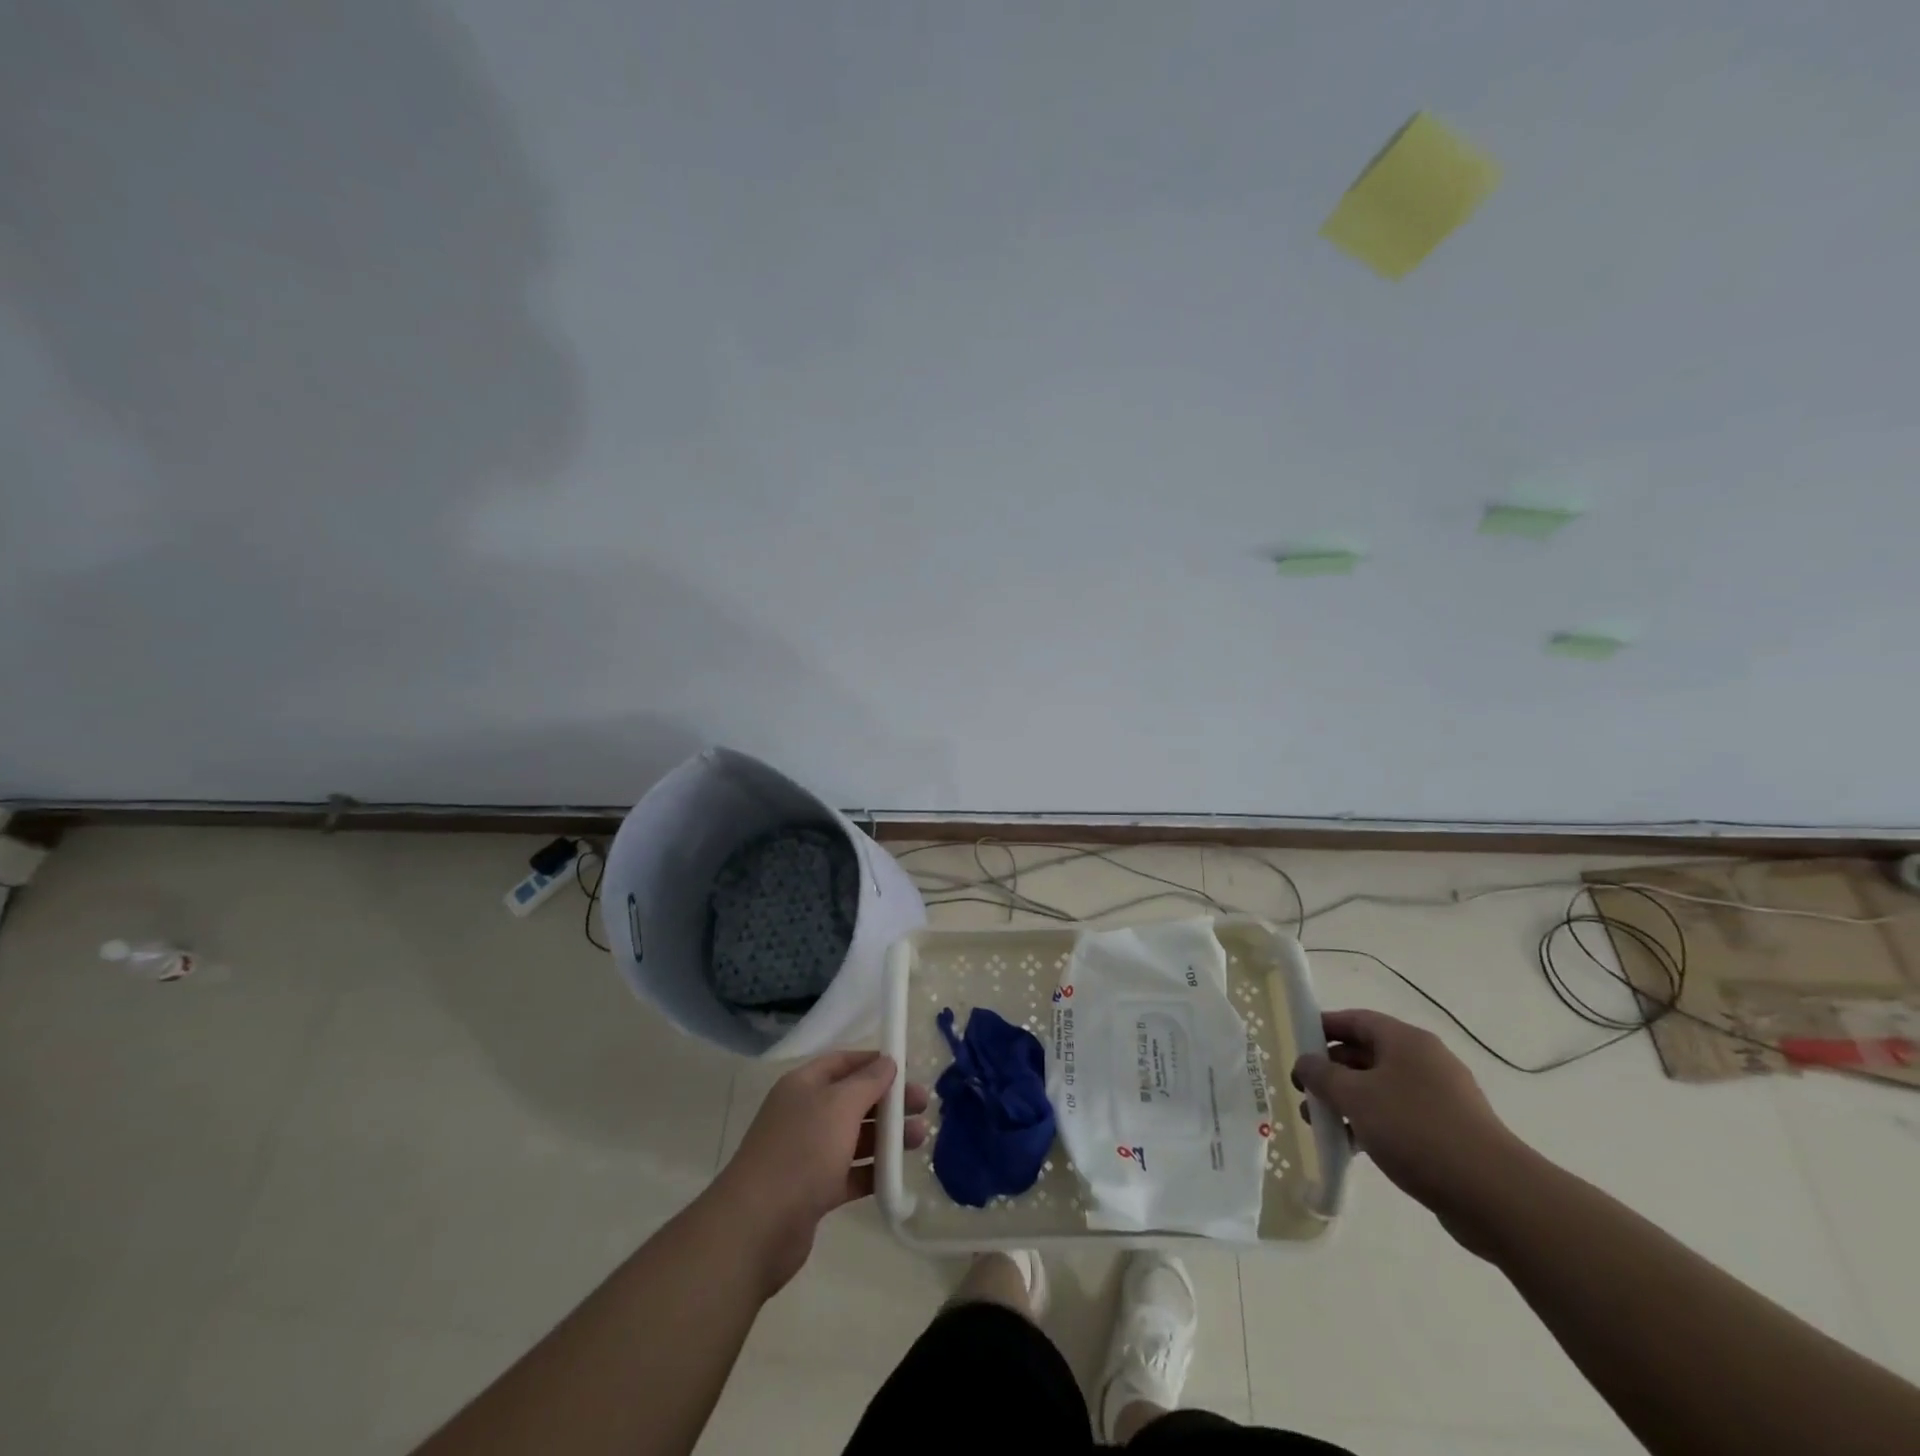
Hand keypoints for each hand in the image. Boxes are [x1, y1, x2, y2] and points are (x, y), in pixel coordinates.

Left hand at [712, 1050, 928, 1297]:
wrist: (757, 1228)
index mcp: (803, 1086)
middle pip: (853, 1099)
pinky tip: (897, 1175)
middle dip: (888, 1101)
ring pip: (854, 1137)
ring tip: (920, 1140)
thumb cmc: (801, 1153)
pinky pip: (849, 1173)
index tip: (907, 1070)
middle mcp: (804, 1114)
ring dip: (886, 1137)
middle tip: (923, 1107)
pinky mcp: (812, 1191)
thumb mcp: (839, 1106)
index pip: (843, 1062)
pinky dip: (872, 1172)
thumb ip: (868, 1082)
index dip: (874, 1062)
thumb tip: (887, 1062)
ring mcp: (807, 1154)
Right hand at [1293, 1009, 1529, 1250]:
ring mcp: (1441, 1098)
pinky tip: (1354, 1148)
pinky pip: (1399, 1117)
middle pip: (1366, 1054)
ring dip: (1348, 1102)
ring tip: (1322, 1127)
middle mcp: (1425, 1062)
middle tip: (1304, 1094)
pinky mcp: (1449, 1133)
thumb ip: (1323, 1075)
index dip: (1323, 1027)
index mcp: (1406, 1041)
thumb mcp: (1356, 1097)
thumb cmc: (1417, 1130)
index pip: (1356, 1019)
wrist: (1495, 1196)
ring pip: (1381, 1089)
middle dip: (1331, 1072)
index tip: (1296, 1045)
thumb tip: (1305, 1062)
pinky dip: (1373, 1125)